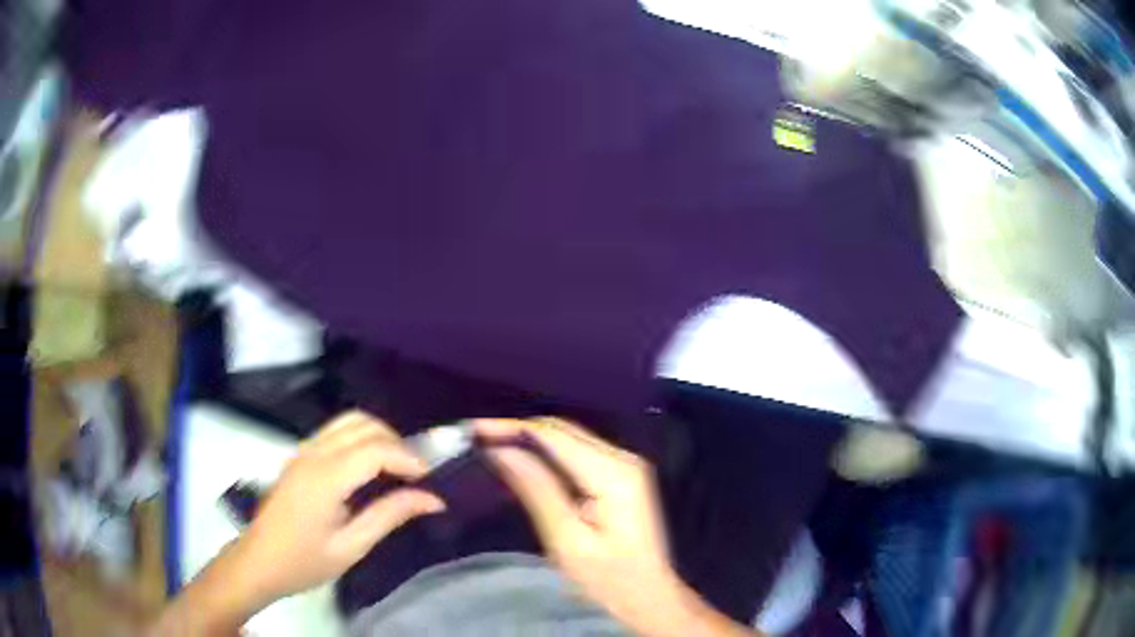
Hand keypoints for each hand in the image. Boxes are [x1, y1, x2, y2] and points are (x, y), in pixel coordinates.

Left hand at [235, 411, 444, 601]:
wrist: (258, 562)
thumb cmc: (304, 562)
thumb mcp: (351, 547)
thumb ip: (390, 516)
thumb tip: (433, 499)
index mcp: (325, 477)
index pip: (376, 449)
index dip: (409, 459)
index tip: (432, 481)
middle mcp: (313, 453)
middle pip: (364, 425)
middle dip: (398, 444)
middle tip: (418, 476)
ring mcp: (303, 451)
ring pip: (349, 421)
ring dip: (379, 436)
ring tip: (398, 469)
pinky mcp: (299, 456)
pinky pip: (336, 431)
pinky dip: (361, 438)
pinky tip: (370, 468)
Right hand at [478, 418, 737, 635]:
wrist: (648, 597)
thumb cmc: (608, 580)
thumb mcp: (567, 541)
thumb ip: (537, 490)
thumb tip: (501, 451)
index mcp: (614, 473)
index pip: (555, 435)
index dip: (512, 428)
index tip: (473, 430)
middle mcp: (624, 459)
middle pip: (564, 431)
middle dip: (518, 430)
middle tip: (476, 438)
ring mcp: (626, 466)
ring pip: (569, 438)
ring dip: (531, 439)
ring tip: (491, 445)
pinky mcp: (622, 477)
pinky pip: (577, 454)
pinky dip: (547, 454)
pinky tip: (522, 461)